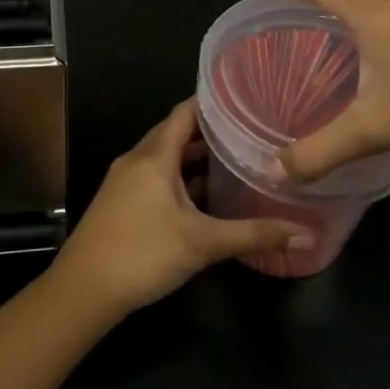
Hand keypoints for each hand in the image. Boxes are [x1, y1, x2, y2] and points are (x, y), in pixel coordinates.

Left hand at [53, 99, 312, 316]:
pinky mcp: (120, 201)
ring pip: (164, 157)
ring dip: (194, 157)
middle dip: (209, 131)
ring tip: (233, 159)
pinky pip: (155, 176)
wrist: (83, 290)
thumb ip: (254, 235)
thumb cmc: (143, 254)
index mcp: (154, 155)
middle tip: (248, 129)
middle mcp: (137, 159)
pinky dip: (179, 178)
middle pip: (175, 133)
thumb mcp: (203, 244)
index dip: (212, 102)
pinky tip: (203, 196)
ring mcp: (125, 181)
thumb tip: (306, 234)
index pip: (185, 112)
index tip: (245, 98)